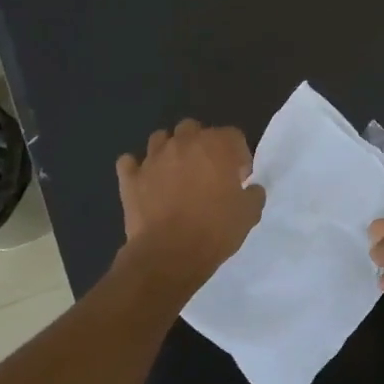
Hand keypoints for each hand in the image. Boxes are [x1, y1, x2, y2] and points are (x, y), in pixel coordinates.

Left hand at [116, 120, 264, 284]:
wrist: (169, 254)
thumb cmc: (215, 230)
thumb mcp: (249, 215)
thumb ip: (254, 194)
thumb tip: (251, 188)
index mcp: (217, 146)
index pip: (233, 135)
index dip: (239, 155)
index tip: (239, 178)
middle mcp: (184, 143)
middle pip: (194, 128)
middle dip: (201, 144)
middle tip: (207, 171)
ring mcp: (153, 158)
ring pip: (160, 138)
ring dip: (170, 150)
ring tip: (176, 173)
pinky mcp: (130, 178)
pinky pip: (130, 162)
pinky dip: (137, 168)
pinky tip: (145, 181)